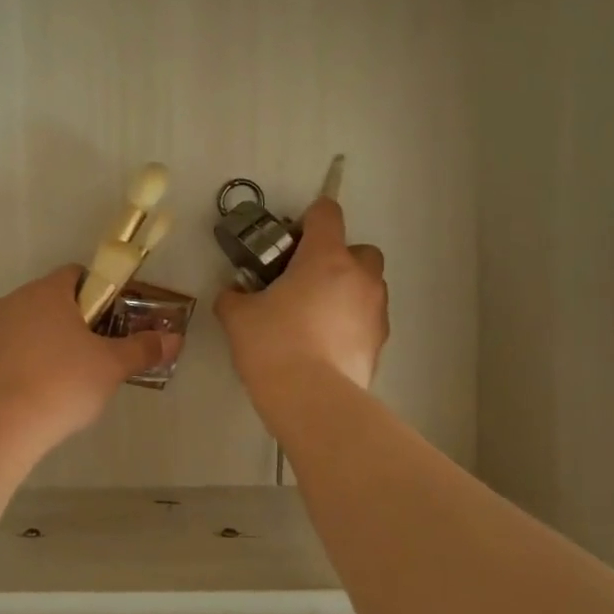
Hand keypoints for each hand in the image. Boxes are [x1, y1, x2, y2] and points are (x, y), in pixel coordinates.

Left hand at [0, 266, 175, 446]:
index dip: (99, 293)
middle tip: (95, 354)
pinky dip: (25, 363)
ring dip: (47, 342)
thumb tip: (175, 339)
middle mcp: (14, 300)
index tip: (112, 321)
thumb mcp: (111, 367)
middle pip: (51, 300)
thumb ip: (143, 349)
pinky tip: (38, 393)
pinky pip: (9, 351)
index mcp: (47, 292)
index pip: (76, 274)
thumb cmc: (62, 384)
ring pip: (28, 326)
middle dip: (74, 321)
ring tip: (66, 380)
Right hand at [215, 198, 387, 394]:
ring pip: (367, 286)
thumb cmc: (273, 345)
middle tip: (306, 282)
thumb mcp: (238, 317)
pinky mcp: (380, 343)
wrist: (312, 399)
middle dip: (338, 259)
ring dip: (347, 292)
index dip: (309, 218)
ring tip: (316, 318)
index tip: (291, 239)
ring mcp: (376, 311)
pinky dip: (351, 324)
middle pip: (360, 250)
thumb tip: (233, 294)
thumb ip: (234, 297)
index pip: (326, 213)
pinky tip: (325, 346)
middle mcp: (359, 277)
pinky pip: (367, 320)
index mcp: (325, 258)